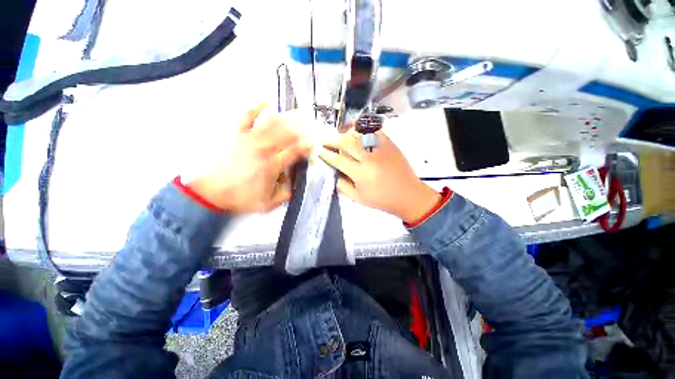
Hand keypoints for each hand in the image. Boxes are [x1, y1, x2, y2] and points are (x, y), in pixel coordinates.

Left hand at [189, 105, 310, 212]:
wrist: (211, 192)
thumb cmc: (241, 197)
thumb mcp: (269, 203)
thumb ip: (287, 192)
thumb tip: (296, 180)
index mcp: (272, 165)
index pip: (295, 151)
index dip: (307, 145)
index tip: (313, 143)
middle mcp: (263, 148)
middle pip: (287, 133)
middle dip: (302, 129)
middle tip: (310, 129)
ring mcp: (249, 138)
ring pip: (273, 122)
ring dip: (288, 117)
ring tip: (298, 115)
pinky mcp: (237, 133)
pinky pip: (247, 115)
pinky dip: (258, 106)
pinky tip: (268, 102)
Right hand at [318, 131, 440, 223]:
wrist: (408, 195)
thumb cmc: (382, 200)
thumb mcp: (358, 198)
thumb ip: (343, 186)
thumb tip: (333, 173)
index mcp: (360, 173)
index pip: (338, 160)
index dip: (327, 155)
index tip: (320, 151)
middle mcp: (369, 158)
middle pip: (347, 143)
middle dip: (333, 140)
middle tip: (326, 141)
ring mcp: (381, 149)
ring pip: (359, 134)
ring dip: (347, 133)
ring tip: (340, 136)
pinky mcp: (390, 144)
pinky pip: (375, 131)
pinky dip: (364, 130)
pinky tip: (359, 133)